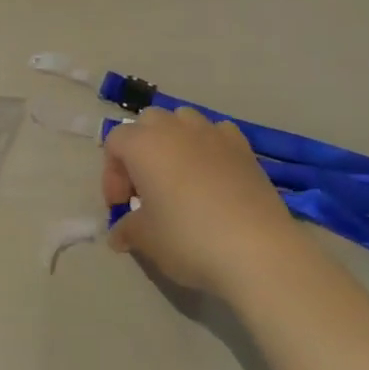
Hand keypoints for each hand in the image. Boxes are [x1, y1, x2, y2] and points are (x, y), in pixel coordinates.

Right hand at [102, 105, 303, 298]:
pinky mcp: (244, 147)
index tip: (121, 207)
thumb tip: (120, 233)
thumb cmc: (188, 238)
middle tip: (145, 188)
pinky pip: (217, 133)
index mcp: (144, 144)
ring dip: (174, 141)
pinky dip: (208, 146)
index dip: (111, 174)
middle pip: (148, 122)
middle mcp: (176, 129)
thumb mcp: (146, 239)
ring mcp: (213, 133)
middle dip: (140, 149)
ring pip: (183, 120)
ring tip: (179, 177)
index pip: (115, 142)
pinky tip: (213, 176)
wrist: (257, 249)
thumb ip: (127, 229)